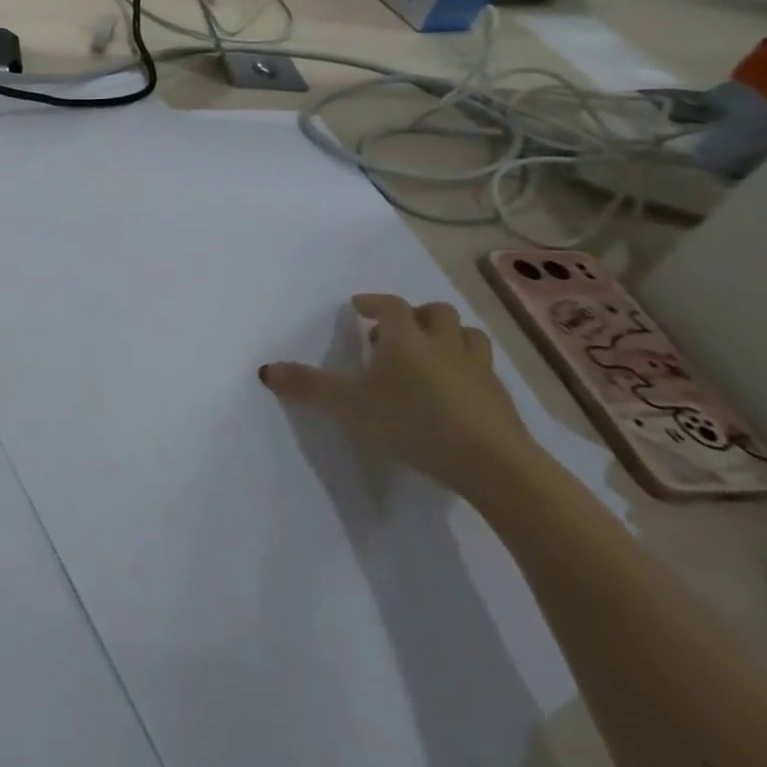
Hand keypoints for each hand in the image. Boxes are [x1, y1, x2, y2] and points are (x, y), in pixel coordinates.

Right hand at [260, 293, 538, 500]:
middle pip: (437, 312)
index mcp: (405, 338)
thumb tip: (265, 370)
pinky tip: (456, 393)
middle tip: (395, 335)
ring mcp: (478, 371)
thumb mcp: (348, 405)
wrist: (493, 464)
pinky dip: (468, 370)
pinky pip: (485, 371)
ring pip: (469, 336)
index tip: (359, 308)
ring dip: (449, 337)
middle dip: (416, 316)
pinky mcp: (501, 399)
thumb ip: (308, 387)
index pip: (390, 305)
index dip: (374, 302)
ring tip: (430, 356)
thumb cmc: (412, 422)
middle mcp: (443, 344)